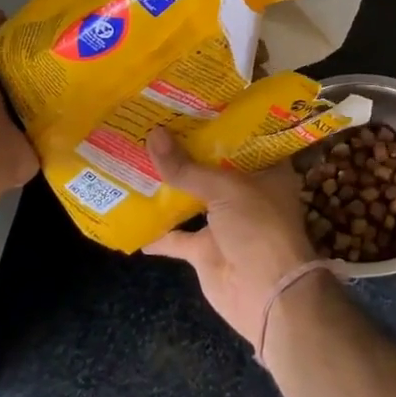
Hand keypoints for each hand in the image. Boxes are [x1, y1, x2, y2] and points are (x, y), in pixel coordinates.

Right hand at [143, 129, 314, 342]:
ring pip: (191, 197)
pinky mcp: (205, 249)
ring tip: (135, 157)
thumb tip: (152, 135)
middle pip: (212, 166)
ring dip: (168, 184)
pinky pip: (175, 236)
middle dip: (186, 149)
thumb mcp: (226, 189)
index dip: (220, 120)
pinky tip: (129, 215)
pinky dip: (154, 231)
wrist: (266, 295)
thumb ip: (187, 167)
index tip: (190, 101)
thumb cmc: (259, 228)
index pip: (243, 137)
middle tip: (153, 121)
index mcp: (265, 170)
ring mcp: (225, 222)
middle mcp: (246, 192)